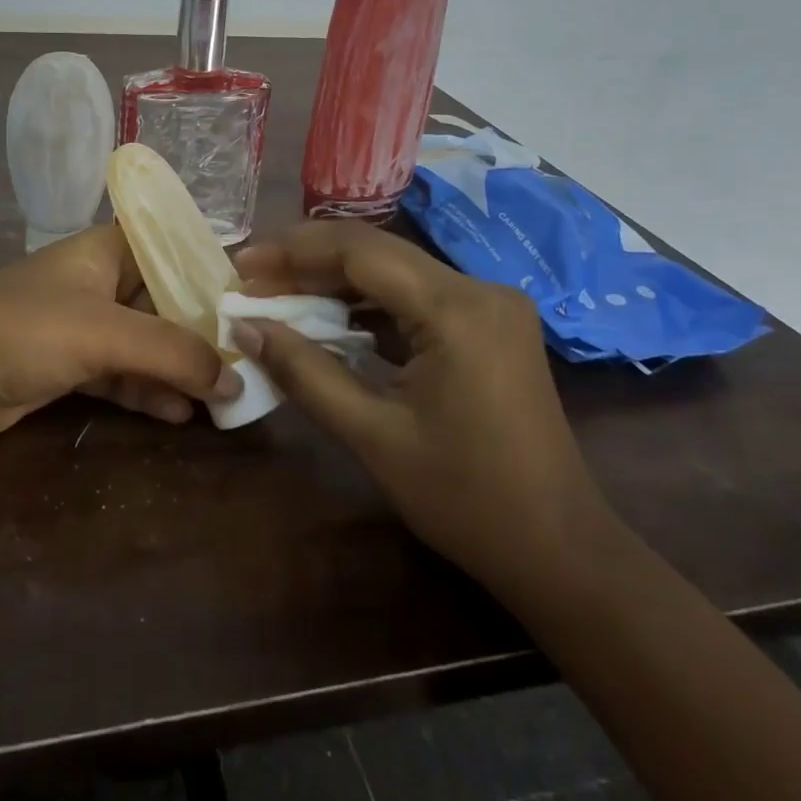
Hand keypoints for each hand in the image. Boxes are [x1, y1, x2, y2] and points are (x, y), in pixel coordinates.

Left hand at [0, 224, 241, 442]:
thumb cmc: (25, 330)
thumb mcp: (106, 333)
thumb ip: (172, 352)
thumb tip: (233, 380)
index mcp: (107, 251)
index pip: (173, 249)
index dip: (212, 272)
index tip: (253, 304)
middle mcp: (99, 283)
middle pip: (164, 301)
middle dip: (202, 333)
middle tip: (247, 362)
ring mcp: (82, 327)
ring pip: (145, 344)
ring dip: (178, 369)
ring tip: (223, 397)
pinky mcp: (68, 367)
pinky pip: (121, 376)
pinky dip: (148, 392)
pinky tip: (179, 415)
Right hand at [233, 220, 606, 598]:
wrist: (559, 550)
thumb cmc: (465, 499)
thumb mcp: (372, 435)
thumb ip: (304, 372)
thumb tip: (244, 328)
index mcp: (456, 309)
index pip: (359, 251)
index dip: (293, 251)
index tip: (242, 264)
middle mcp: (479, 289)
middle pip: (378, 252)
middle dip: (309, 261)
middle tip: (252, 278)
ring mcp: (491, 305)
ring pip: (396, 271)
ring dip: (337, 281)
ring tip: (279, 295)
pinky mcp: (491, 325)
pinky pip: (418, 296)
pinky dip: (370, 304)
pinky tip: (331, 317)